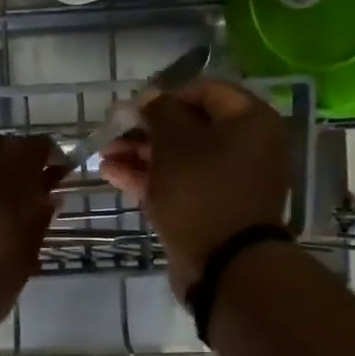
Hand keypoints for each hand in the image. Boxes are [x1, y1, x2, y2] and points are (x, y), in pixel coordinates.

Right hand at [98, 79, 289, 296]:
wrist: (224, 264)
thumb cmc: (202, 190)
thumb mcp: (174, 142)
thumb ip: (158, 111)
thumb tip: (149, 96)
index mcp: (250, 120)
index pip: (204, 90)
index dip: (165, 95)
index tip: (133, 108)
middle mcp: (247, 146)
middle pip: (190, 126)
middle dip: (146, 129)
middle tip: (112, 134)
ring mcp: (229, 180)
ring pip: (180, 157)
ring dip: (141, 154)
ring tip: (104, 157)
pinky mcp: (212, 207)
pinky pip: (180, 183)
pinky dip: (150, 177)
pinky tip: (112, 174)